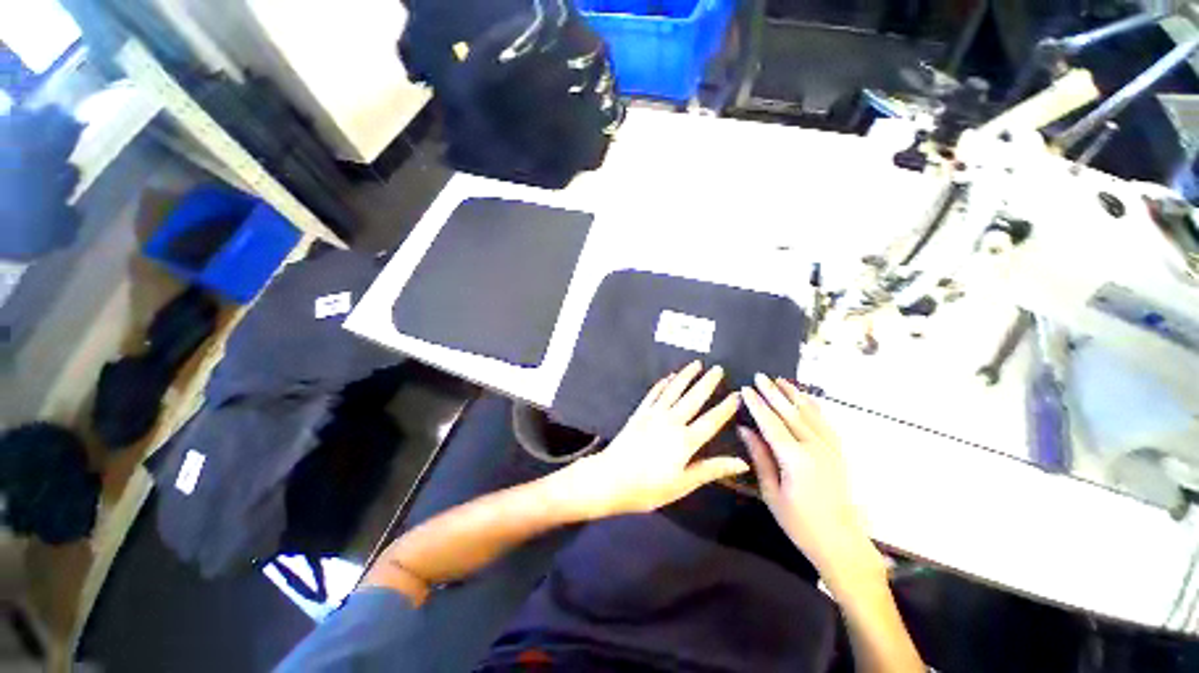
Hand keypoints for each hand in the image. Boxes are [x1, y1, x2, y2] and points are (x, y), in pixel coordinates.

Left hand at [548, 362, 747, 520]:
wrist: (610, 479)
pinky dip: (662, 384)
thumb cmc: (648, 488)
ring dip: (685, 376)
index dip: (725, 407)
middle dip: (707, 382)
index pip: (711, 420)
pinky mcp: (639, 413)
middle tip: (718, 368)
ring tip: (696, 364)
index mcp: (685, 441)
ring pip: (673, 390)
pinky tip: (668, 377)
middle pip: (693, 398)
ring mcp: (653, 414)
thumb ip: (711, 470)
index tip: (736, 394)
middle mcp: (671, 422)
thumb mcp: (683, 484)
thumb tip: (741, 463)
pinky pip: (653, 394)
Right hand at [739, 375, 883, 586]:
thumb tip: (745, 430)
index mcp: (795, 459)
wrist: (841, 542)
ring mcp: (830, 448)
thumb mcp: (771, 492)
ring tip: (780, 380)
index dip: (757, 405)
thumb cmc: (799, 522)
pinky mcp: (838, 452)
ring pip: (809, 413)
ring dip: (794, 395)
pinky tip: (806, 399)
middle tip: (759, 376)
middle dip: (773, 393)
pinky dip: (814, 407)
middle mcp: (815, 448)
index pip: (771, 423)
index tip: (745, 389)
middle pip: (790, 413)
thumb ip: (760, 457)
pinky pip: (825, 423)